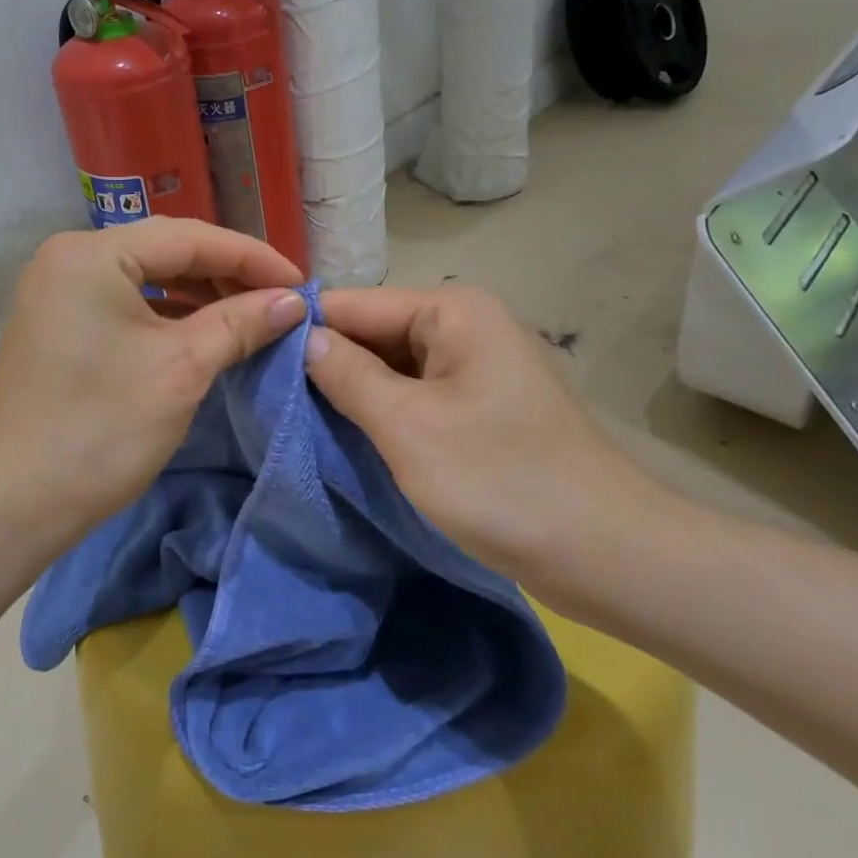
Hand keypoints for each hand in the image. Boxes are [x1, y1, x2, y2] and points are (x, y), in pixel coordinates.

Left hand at [0, 218, 304, 545]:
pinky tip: (202, 331)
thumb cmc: (101, 429)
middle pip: (167, 250)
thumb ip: (241, 323)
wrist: (13, 504)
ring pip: (147, 277)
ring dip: (200, 294)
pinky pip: (125, 303)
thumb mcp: (182, 369)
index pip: (190, 238)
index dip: (253, 258)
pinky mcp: (58, 323)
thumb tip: (293, 301)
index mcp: (92, 254)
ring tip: (250, 316)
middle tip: (279, 300)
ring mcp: (58, 291)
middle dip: (227, 273)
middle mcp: (69, 258)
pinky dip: (168, 314)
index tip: (301, 285)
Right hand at [304, 285, 667, 597]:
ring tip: (296, 419)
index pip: (355, 304)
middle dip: (328, 365)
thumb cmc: (499, 480)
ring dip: (354, 393)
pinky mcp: (481, 405)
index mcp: (452, 310)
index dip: (304, 332)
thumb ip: (347, 375)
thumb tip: (302, 338)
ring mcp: (476, 366)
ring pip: (393, 368)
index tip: (252, 362)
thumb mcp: (407, 426)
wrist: (605, 553)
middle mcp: (465, 325)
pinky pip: (417, 395)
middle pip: (374, 333)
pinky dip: (384, 413)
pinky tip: (349, 435)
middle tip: (268, 401)